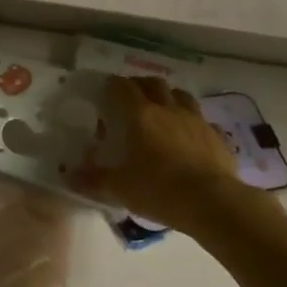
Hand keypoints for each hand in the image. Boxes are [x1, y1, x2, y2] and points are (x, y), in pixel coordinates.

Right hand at [70, 76, 264, 234]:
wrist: (214, 203)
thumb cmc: (160, 190)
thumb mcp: (120, 188)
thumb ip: (93, 179)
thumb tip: (68, 176)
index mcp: (140, 115)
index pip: (122, 87)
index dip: (112, 85)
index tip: (105, 91)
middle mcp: (168, 110)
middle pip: (153, 83)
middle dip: (140, 85)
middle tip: (131, 98)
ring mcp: (196, 121)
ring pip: (182, 96)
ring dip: (169, 98)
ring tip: (163, 112)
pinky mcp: (218, 137)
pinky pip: (204, 122)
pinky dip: (194, 124)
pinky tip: (191, 137)